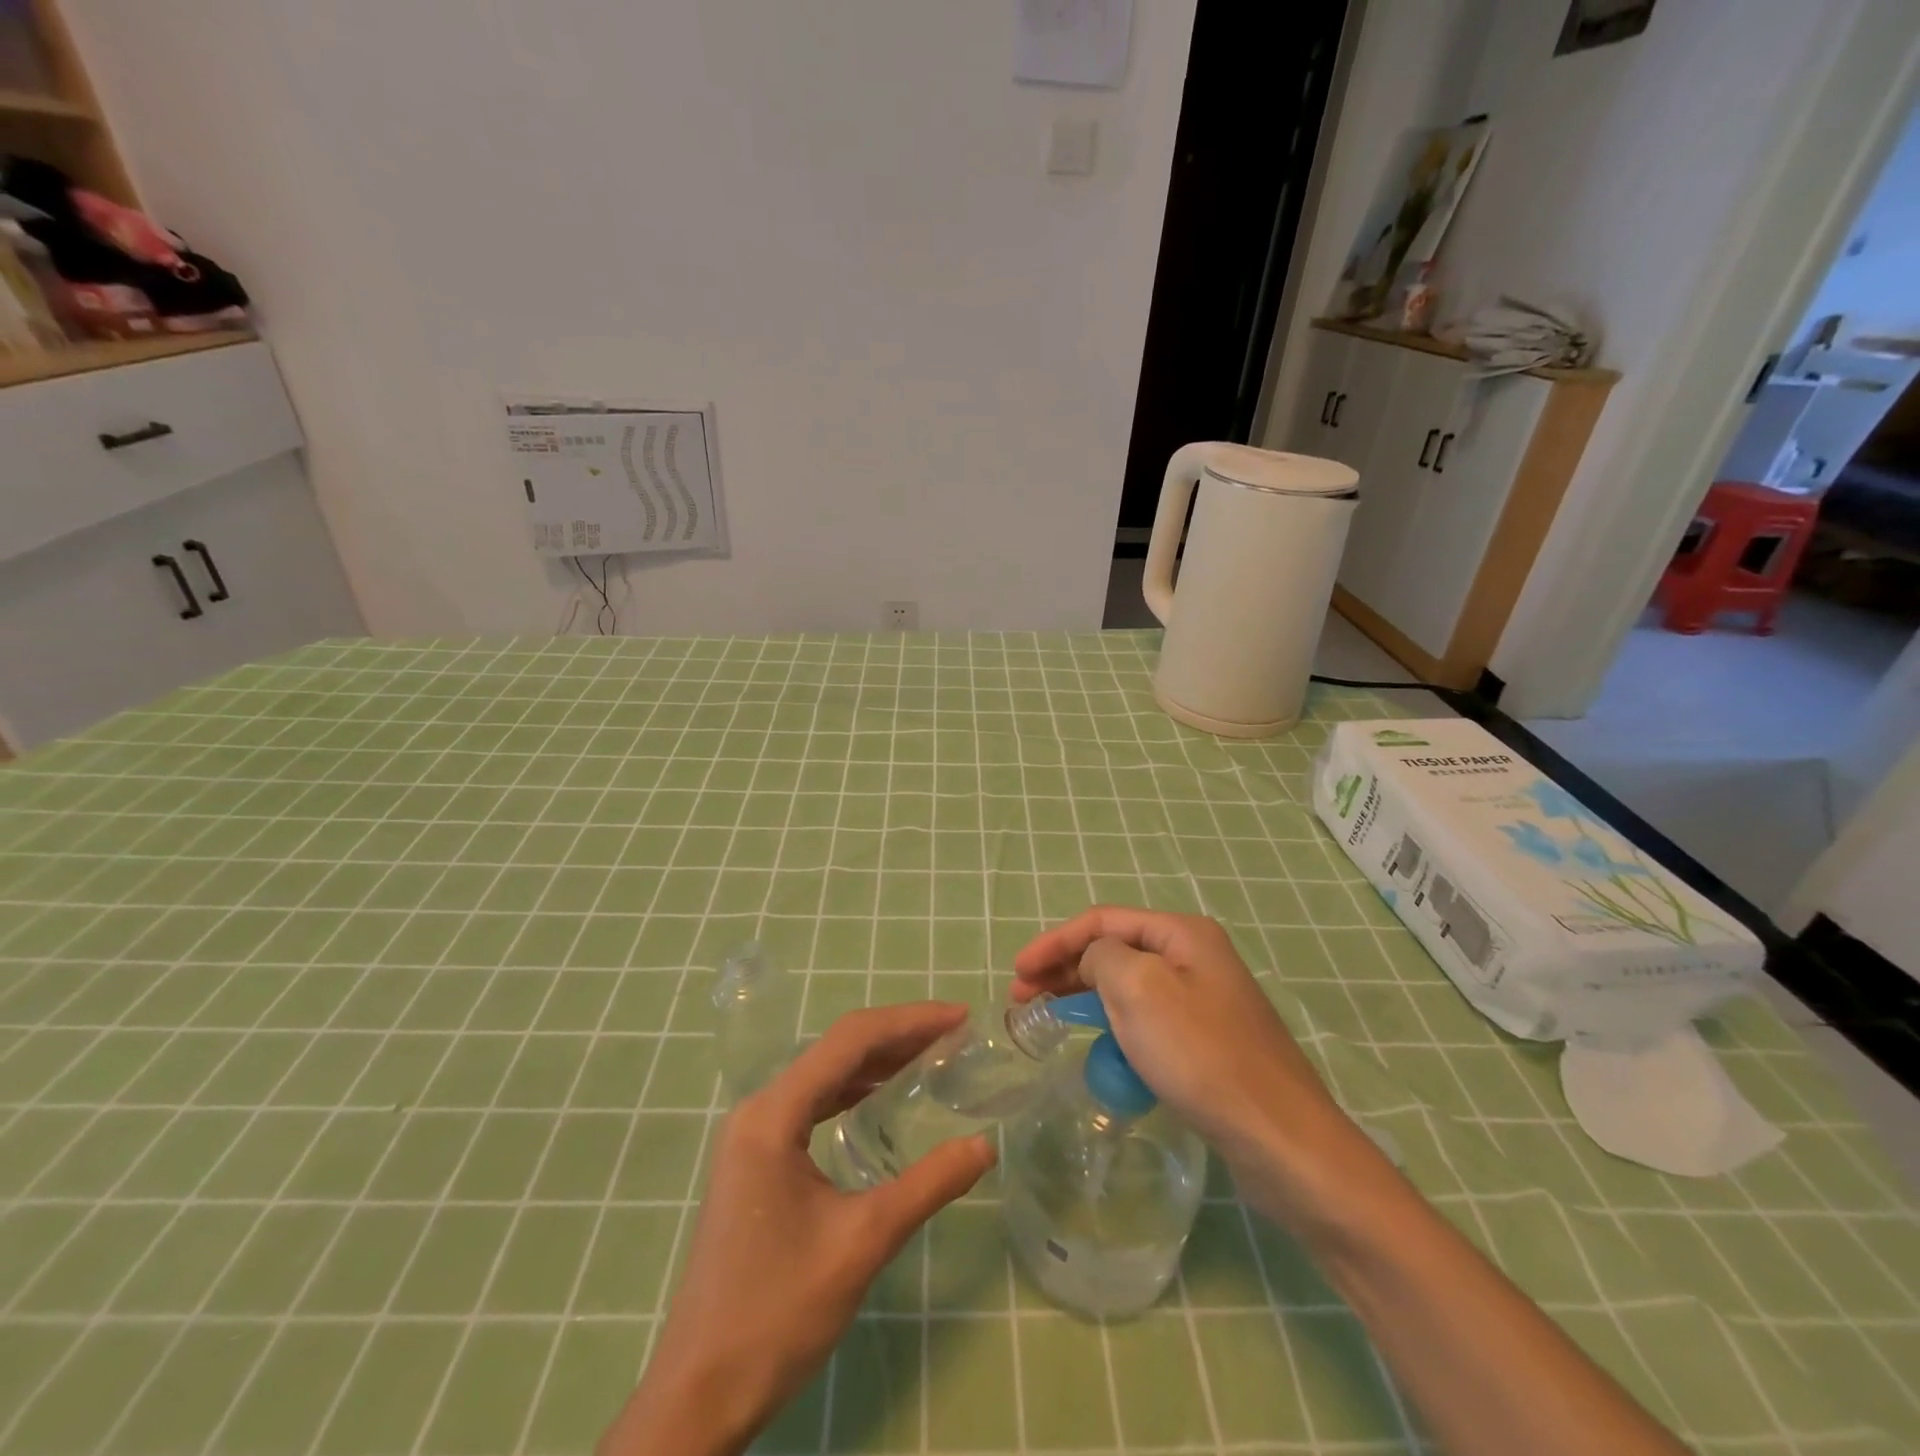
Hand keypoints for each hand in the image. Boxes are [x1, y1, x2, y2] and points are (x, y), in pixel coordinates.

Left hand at [600, 1003, 996, 1455]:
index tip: (959, 1017)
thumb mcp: (862, 1243)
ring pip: (825, 1075)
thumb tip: (985, 1145)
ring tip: (932, 1055)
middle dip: (898, 1035)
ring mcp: (753, 1135)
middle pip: (837, 1050)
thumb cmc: (777, 1313)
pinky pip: (813, 1104)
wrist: (700, 1393)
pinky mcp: (757, 1159)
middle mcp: (759, 1110)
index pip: (849, 1041)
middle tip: (954, 1034)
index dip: (909, 1021)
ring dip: (877, 1061)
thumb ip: (928, 1185)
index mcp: (773, 1115)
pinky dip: (854, 1091)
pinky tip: (884, 1098)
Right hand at [1012, 907, 1372, 1222]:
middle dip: (1065, 968)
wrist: (1281, 1140)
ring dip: (1086, 996)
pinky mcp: (1209, 1041)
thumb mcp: (1137, 989)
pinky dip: (1115, 1025)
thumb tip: (1095, 961)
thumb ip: (1102, 957)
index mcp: (1182, 933)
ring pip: (1129, 985)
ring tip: (1049, 1018)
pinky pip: (1148, 1019)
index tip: (1016, 972)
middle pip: (1115, 949)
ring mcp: (1205, 1000)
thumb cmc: (1201, 1055)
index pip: (1102, 920)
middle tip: (1023, 997)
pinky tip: (1100, 1048)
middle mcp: (1196, 956)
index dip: (1054, 941)